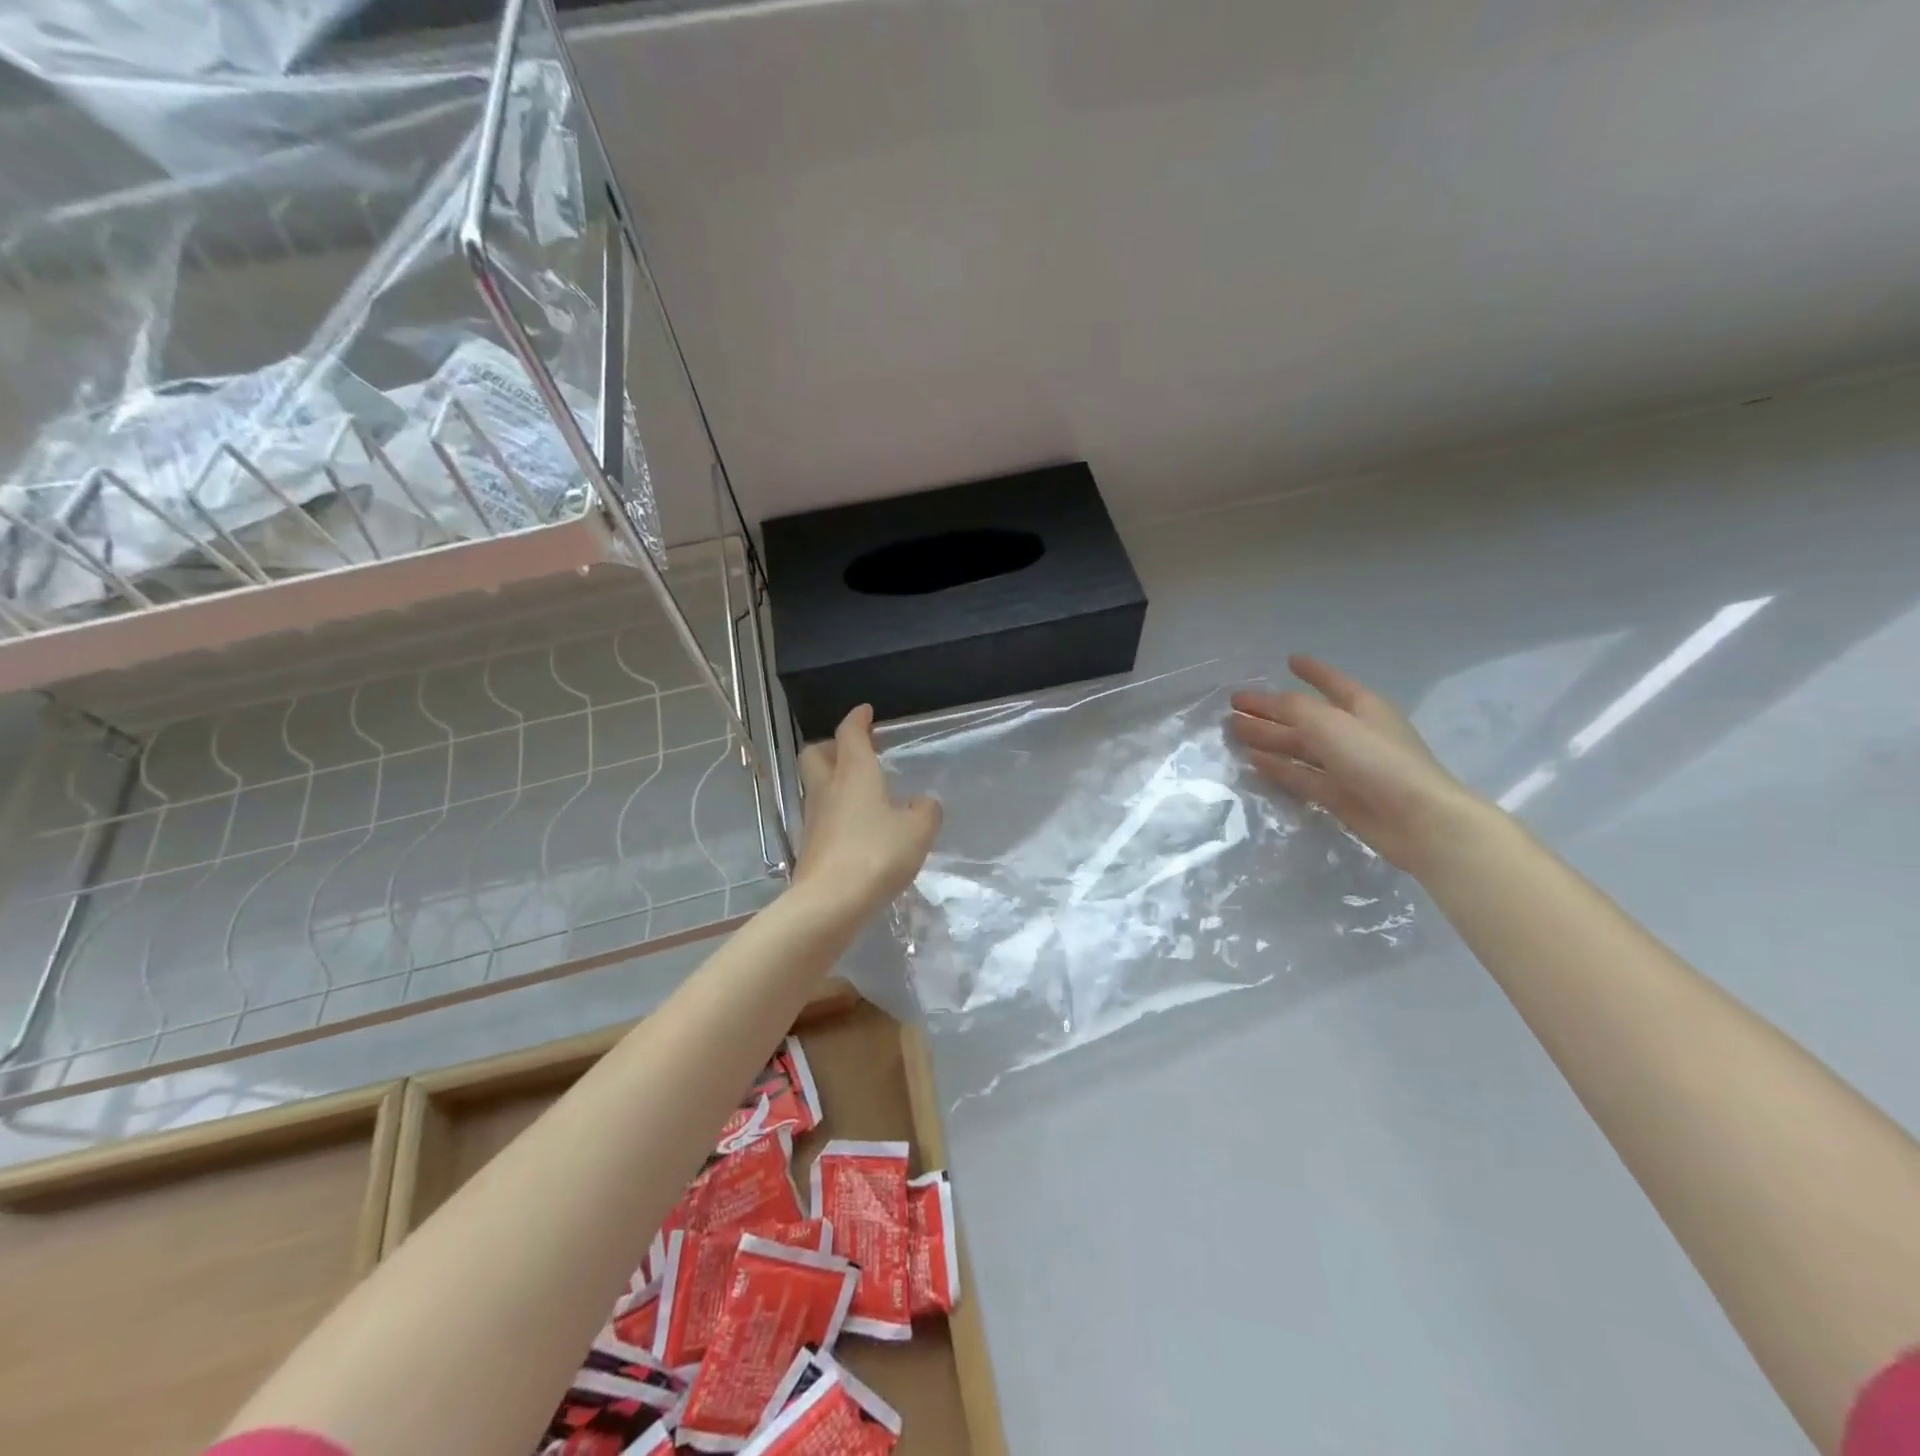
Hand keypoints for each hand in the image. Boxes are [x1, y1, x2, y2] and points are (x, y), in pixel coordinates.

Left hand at [791, 704, 942, 911]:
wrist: (830, 902)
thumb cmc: (876, 855)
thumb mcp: (917, 831)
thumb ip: (925, 811)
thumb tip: (921, 803)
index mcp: (854, 773)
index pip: (849, 734)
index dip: (857, 719)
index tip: (865, 712)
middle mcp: (828, 788)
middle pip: (816, 754)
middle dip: (832, 746)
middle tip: (854, 752)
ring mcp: (814, 818)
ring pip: (817, 785)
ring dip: (834, 780)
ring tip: (863, 793)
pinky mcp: (810, 845)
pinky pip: (822, 815)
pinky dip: (837, 811)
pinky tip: (858, 828)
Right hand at [1229, 655, 1484, 873]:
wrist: (1415, 819)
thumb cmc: (1375, 759)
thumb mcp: (1329, 723)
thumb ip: (1293, 708)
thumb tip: (1265, 703)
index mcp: (1362, 706)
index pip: (1332, 682)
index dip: (1312, 670)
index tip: (1289, 660)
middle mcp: (1353, 732)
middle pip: (1305, 716)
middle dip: (1272, 709)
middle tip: (1234, 706)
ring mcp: (1346, 766)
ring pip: (1299, 746)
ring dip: (1268, 737)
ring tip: (1234, 731)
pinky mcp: (1338, 795)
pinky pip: (1301, 775)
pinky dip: (1278, 767)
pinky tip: (1253, 761)